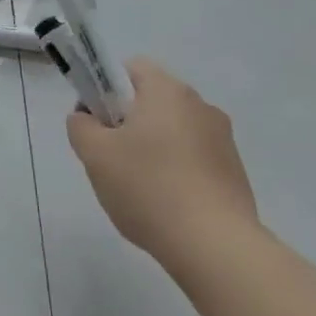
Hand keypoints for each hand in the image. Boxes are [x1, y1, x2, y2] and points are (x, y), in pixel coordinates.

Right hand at [66, 59, 258, 279]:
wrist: (216, 247)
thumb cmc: (148, 188)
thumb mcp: (94, 155)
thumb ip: (80, 126)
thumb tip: (87, 119)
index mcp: (167, 91)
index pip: (130, 69)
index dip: (106, 89)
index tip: (98, 124)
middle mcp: (200, 105)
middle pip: (152, 101)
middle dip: (127, 123)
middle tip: (111, 159)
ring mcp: (223, 139)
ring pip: (173, 131)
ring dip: (152, 149)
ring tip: (139, 189)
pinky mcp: (235, 172)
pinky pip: (194, 159)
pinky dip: (176, 172)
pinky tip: (166, 205)